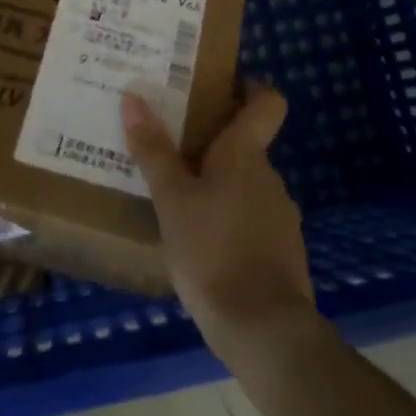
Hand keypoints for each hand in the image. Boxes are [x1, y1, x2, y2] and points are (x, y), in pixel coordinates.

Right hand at [122, 84, 317, 368]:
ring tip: (177, 199)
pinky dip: (229, 219)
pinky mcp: (282, 250)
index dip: (250, 87)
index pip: (267, 102)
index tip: (221, 86)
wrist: (264, 328)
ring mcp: (280, 215)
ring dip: (218, 185)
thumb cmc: (212, 250)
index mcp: (245, 155)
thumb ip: (153, 150)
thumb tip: (134, 96)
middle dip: (213, 144)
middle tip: (171, 147)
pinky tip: (200, 241)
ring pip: (246, 185)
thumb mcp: (171, 200)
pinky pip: (251, 219)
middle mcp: (269, 176)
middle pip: (246, 145)